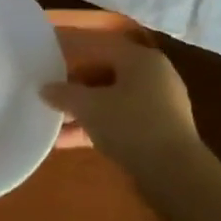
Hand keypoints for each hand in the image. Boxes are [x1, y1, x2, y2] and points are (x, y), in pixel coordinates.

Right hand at [43, 28, 201, 173]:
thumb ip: (63, 94)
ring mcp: (161, 105)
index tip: (48, 70)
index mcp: (140, 59)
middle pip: (106, 75)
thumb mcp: (89, 107)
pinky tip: (70, 142)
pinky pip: (122, 122)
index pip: (99, 48)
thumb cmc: (130, 125)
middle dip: (76, 89)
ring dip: (84, 113)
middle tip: (52, 100)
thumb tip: (45, 88)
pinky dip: (99, 128)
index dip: (71, 57)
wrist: (174, 172)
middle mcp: (154, 75)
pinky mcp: (160, 131)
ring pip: (113, 101)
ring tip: (55, 126)